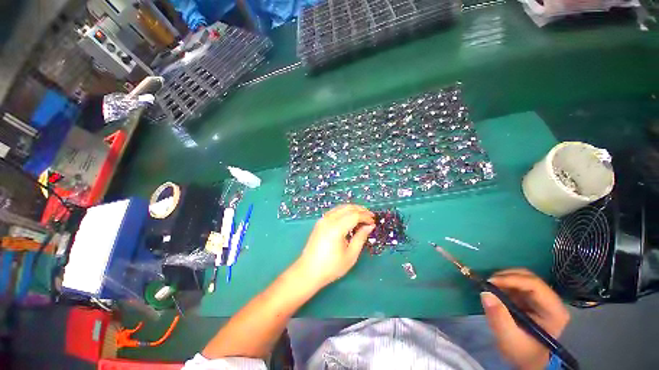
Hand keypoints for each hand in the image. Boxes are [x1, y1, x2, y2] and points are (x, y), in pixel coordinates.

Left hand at [294, 204, 374, 289]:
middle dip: (361, 210)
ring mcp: (323, 219)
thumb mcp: (350, 255)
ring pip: (341, 207)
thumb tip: (369, 226)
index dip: (366, 216)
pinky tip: (350, 217)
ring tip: (362, 216)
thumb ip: (361, 237)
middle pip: (348, 208)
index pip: (355, 215)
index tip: (374, 221)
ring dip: (353, 209)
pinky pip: (335, 211)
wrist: (308, 271)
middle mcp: (329, 219)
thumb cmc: (331, 267)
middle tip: (370, 216)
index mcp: (336, 228)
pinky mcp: (320, 222)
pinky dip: (344, 211)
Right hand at [481, 269, 569, 369]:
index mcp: (553, 311)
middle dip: (506, 276)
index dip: (512, 279)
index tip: (490, 282)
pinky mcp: (531, 298)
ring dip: (503, 279)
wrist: (526, 359)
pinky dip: (503, 283)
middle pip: (529, 277)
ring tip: (489, 286)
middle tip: (487, 282)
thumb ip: (499, 318)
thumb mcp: (509, 338)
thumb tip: (485, 293)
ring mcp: (541, 298)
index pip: (535, 285)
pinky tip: (495, 290)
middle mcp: (551, 300)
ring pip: (522, 277)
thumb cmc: (521, 351)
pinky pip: (516, 283)